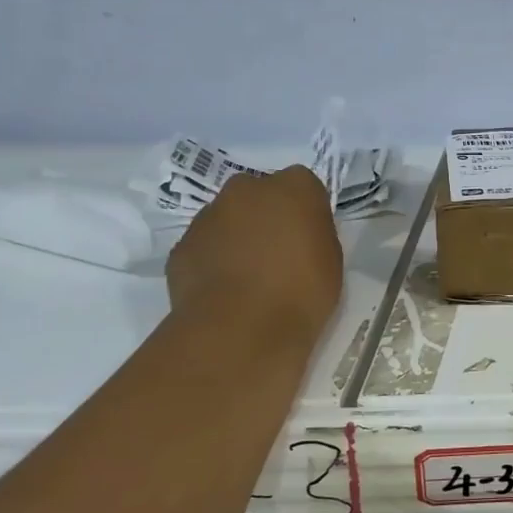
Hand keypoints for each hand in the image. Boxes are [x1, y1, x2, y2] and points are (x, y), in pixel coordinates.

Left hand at [166, 167, 343, 342]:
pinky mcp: (181, 246)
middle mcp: (247, 190)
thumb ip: (314, 234)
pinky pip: (204, 247)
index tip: (309, 236)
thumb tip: (298, 235)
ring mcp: (208, 216)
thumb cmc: (302, 290)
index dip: (305, 210)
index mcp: (293, 187)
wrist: (241, 328)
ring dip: (237, 237)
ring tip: (249, 278)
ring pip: (227, 219)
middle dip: (266, 215)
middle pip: (259, 194)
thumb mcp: (331, 259)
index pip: (303, 185)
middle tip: (278, 252)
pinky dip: (214, 261)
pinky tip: (226, 291)